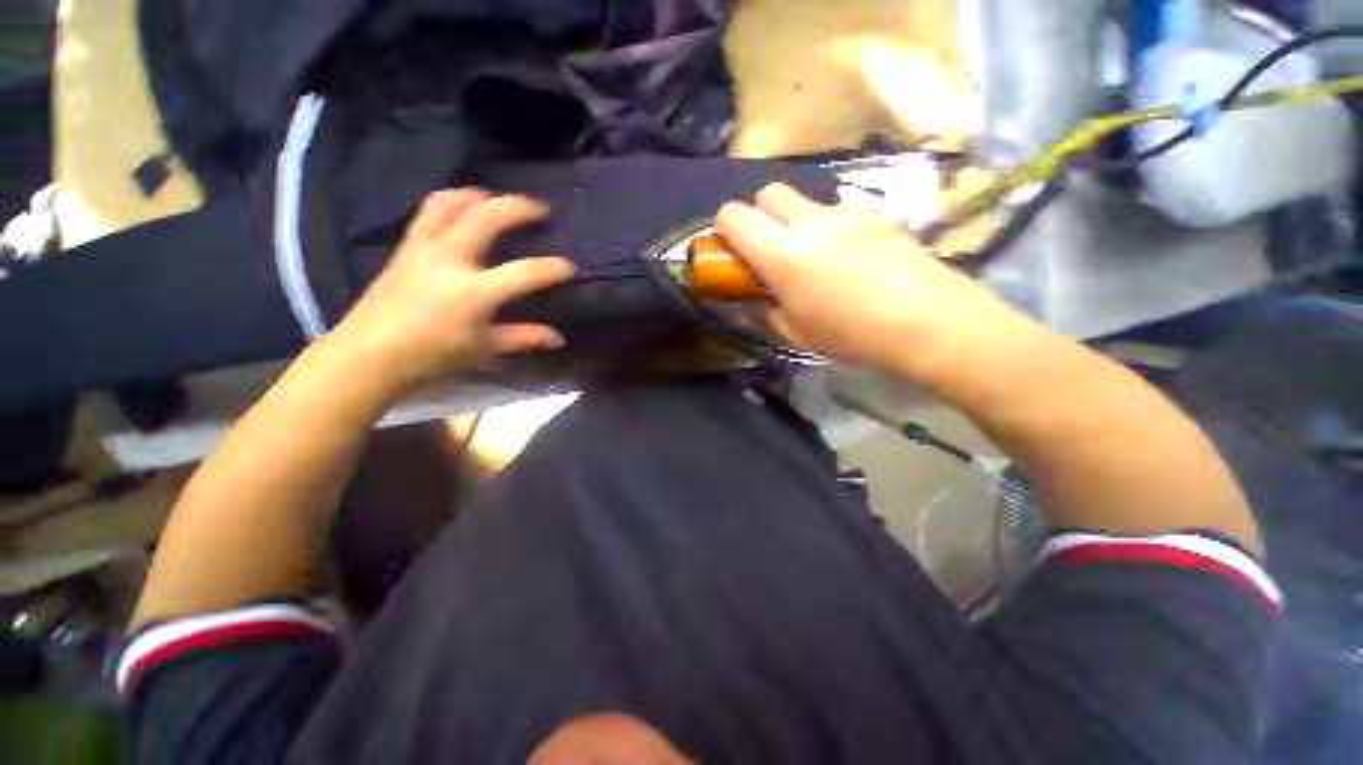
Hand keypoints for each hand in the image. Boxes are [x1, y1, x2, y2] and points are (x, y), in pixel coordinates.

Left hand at [327, 188, 574, 398]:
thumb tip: (557, 338)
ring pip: (451, 202)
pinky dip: (451, 202)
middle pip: (486, 217)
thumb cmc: (432, 355)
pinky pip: (429, 211)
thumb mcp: (484, 349)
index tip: (568, 267)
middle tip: (540, 208)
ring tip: (498, 200)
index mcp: (473, 293)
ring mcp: (423, 248)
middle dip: (519, 207)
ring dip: (480, 195)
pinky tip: (463, 210)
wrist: (368, 354)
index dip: (552, 268)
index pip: (524, 273)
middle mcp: (449, 260)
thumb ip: (524, 338)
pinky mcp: (406, 246)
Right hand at [716, 183, 1023, 373]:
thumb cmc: (850, 331)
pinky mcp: (873, 216)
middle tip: (768, 249)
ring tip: (813, 260)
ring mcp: (844, 214)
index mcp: (781, 251)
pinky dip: (828, 230)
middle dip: (759, 214)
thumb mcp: (796, 331)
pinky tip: (847, 261)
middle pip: (768, 192)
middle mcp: (808, 221)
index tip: (729, 248)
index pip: (734, 216)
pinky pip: (836, 214)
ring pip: (804, 202)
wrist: (924, 318)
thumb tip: (766, 299)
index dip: (723, 227)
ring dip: (795, 222)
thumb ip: (770, 309)